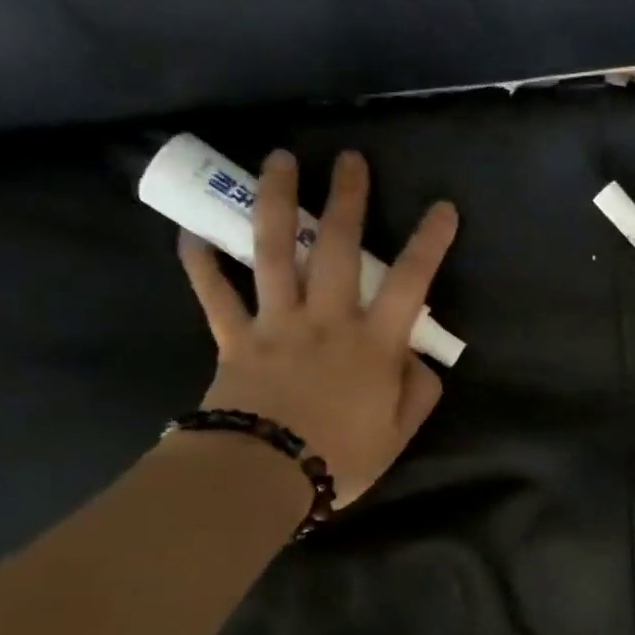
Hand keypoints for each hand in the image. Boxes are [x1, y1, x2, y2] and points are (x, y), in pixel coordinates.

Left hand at [179, 149, 457, 507]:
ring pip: (275, 251)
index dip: (430, 243)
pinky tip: (192, 232)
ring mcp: (276, 323)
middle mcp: (326, 319)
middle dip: (348, 199)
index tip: (443, 207)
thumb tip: (418, 360)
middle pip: (339, 248)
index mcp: (373, 343)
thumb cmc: (341, 457)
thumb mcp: (399, 433)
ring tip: (280, 160)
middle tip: (351, 158)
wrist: (262, 476)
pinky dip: (201, 263)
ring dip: (279, 202)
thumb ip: (418, 392)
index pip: (411, 282)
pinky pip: (214, 294)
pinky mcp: (234, 338)